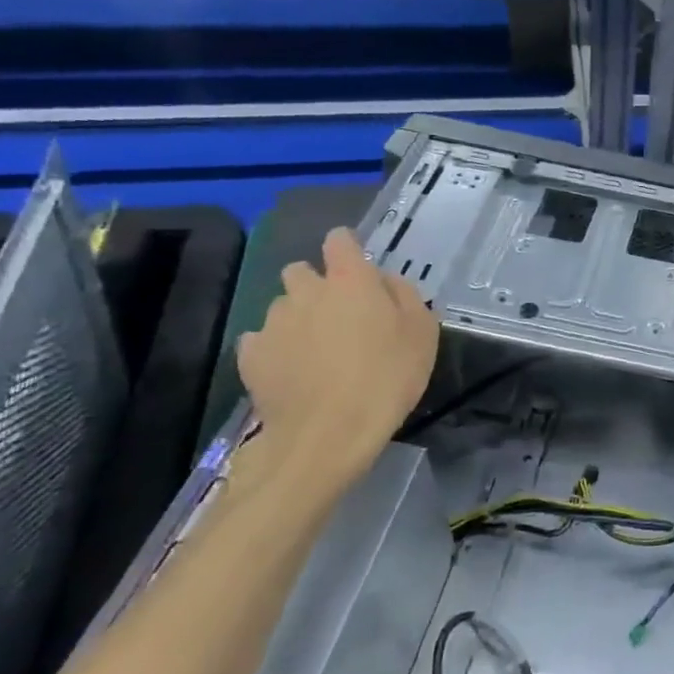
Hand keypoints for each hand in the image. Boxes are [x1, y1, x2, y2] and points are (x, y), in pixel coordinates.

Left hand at [238, 228, 439, 489]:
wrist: (327, 434)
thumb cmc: (387, 377)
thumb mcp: (423, 333)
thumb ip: (405, 296)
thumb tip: (386, 282)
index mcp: (350, 280)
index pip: (339, 239)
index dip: (347, 249)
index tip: (358, 269)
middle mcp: (306, 291)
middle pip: (301, 270)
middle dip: (316, 285)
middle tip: (339, 316)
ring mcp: (273, 323)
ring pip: (282, 306)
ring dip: (297, 318)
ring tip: (316, 351)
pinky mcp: (251, 355)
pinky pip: (261, 340)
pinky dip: (275, 349)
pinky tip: (292, 371)